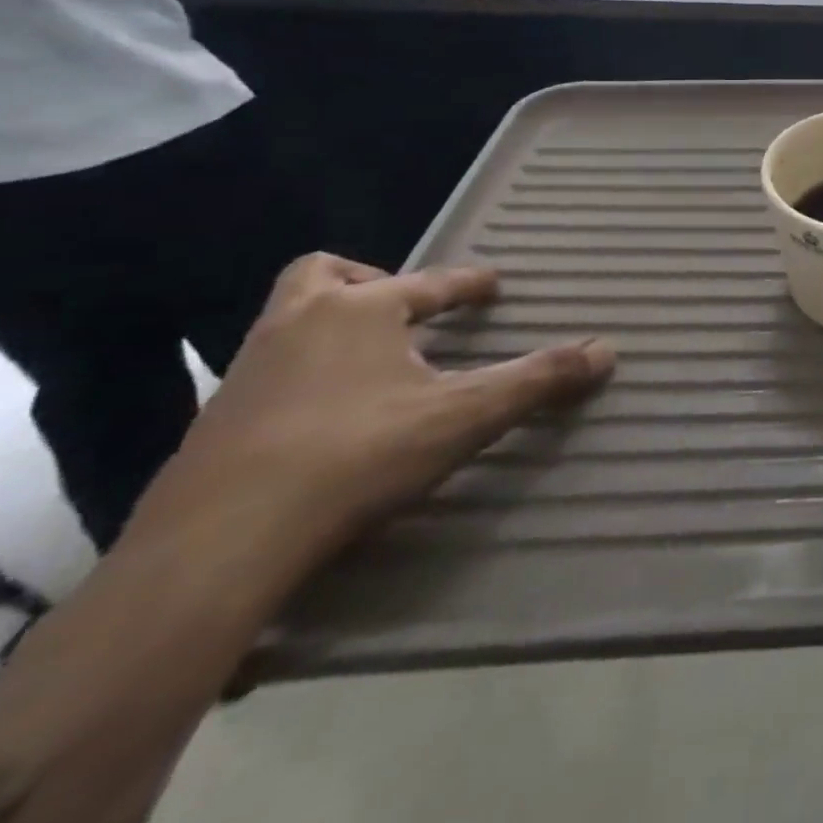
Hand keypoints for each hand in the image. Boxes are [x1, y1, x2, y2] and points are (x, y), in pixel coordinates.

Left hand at [129, 254, 610, 564]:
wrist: (215, 546)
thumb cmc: (355, 456)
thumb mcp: (465, 416)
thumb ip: (538, 379)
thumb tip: (608, 350)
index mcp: (357, 311)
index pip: (428, 282)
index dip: (467, 283)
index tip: (492, 284)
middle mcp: (296, 326)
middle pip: (323, 275)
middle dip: (369, 280)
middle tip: (404, 307)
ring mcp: (245, 373)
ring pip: (287, 321)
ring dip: (331, 324)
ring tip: (373, 357)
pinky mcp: (214, 423)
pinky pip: (267, 371)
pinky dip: (303, 372)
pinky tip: (328, 413)